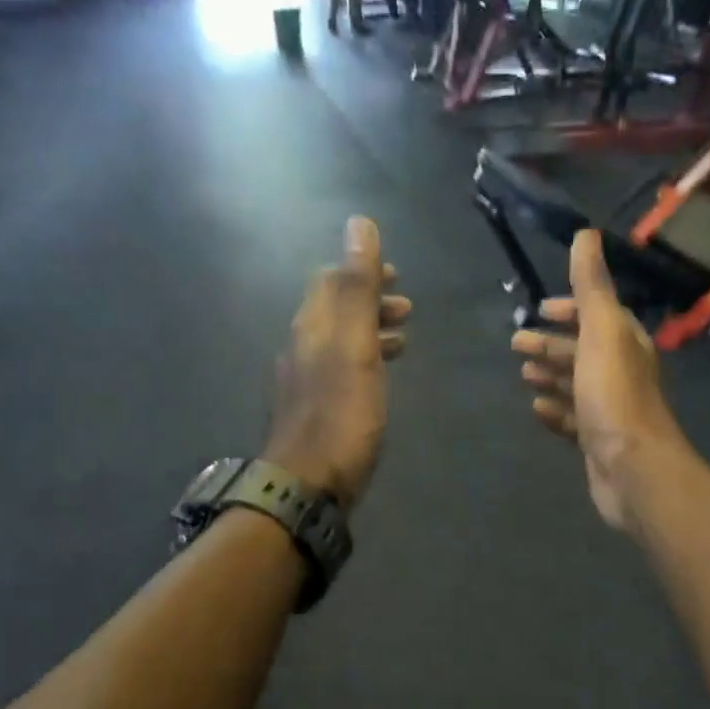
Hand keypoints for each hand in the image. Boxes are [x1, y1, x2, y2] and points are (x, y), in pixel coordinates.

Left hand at [264, 217, 409, 509]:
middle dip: (369, 300)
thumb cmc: (339, 414)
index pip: (330, 280)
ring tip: (403, 339)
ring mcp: (306, 381)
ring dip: (370, 330)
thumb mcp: (355, 346)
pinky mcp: (316, 410)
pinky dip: (365, 360)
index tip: (396, 276)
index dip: (361, 270)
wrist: (307, 485)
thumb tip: (359, 224)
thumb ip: (358, 288)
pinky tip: (380, 377)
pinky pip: (341, 369)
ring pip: (339, 340)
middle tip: (407, 308)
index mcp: (311, 326)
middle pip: (334, 309)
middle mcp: (303, 347)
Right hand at [511, 232, 688, 531]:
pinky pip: (572, 419)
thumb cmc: (614, 394)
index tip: (540, 310)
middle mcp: (621, 372)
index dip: (570, 310)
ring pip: (575, 385)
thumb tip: (586, 234)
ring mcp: (609, 409)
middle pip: (582, 350)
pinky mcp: (597, 441)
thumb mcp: (601, 331)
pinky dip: (555, 411)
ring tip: (523, 374)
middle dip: (550, 344)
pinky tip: (536, 409)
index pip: (598, 315)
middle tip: (515, 345)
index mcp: (626, 342)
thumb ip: (592, 286)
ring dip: (550, 375)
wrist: (632, 467)